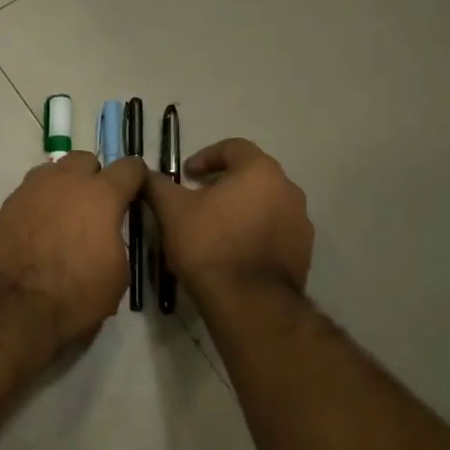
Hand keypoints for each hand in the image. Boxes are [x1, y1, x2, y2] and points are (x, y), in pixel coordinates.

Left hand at [0, 152, 147, 354]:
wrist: (10, 310)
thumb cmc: (74, 297)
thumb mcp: (117, 276)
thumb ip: (116, 241)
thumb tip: (107, 234)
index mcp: (101, 195)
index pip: (129, 167)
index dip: (136, 178)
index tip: (136, 192)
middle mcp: (65, 182)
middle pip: (85, 160)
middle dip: (94, 177)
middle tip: (95, 206)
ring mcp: (30, 190)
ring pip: (53, 173)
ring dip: (63, 187)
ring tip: (64, 217)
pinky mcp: (4, 206)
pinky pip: (29, 194)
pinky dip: (38, 206)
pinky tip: (39, 231)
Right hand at [145, 138, 312, 296]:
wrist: (249, 301)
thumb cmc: (209, 245)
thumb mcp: (172, 211)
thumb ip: (158, 186)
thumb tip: (145, 174)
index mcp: (260, 171)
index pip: (233, 147)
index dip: (206, 156)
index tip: (187, 174)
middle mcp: (288, 189)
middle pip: (252, 175)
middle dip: (224, 183)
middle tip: (199, 200)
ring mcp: (301, 221)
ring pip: (266, 203)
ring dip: (242, 208)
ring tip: (216, 228)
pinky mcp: (303, 251)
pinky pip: (275, 231)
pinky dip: (255, 232)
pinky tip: (234, 251)